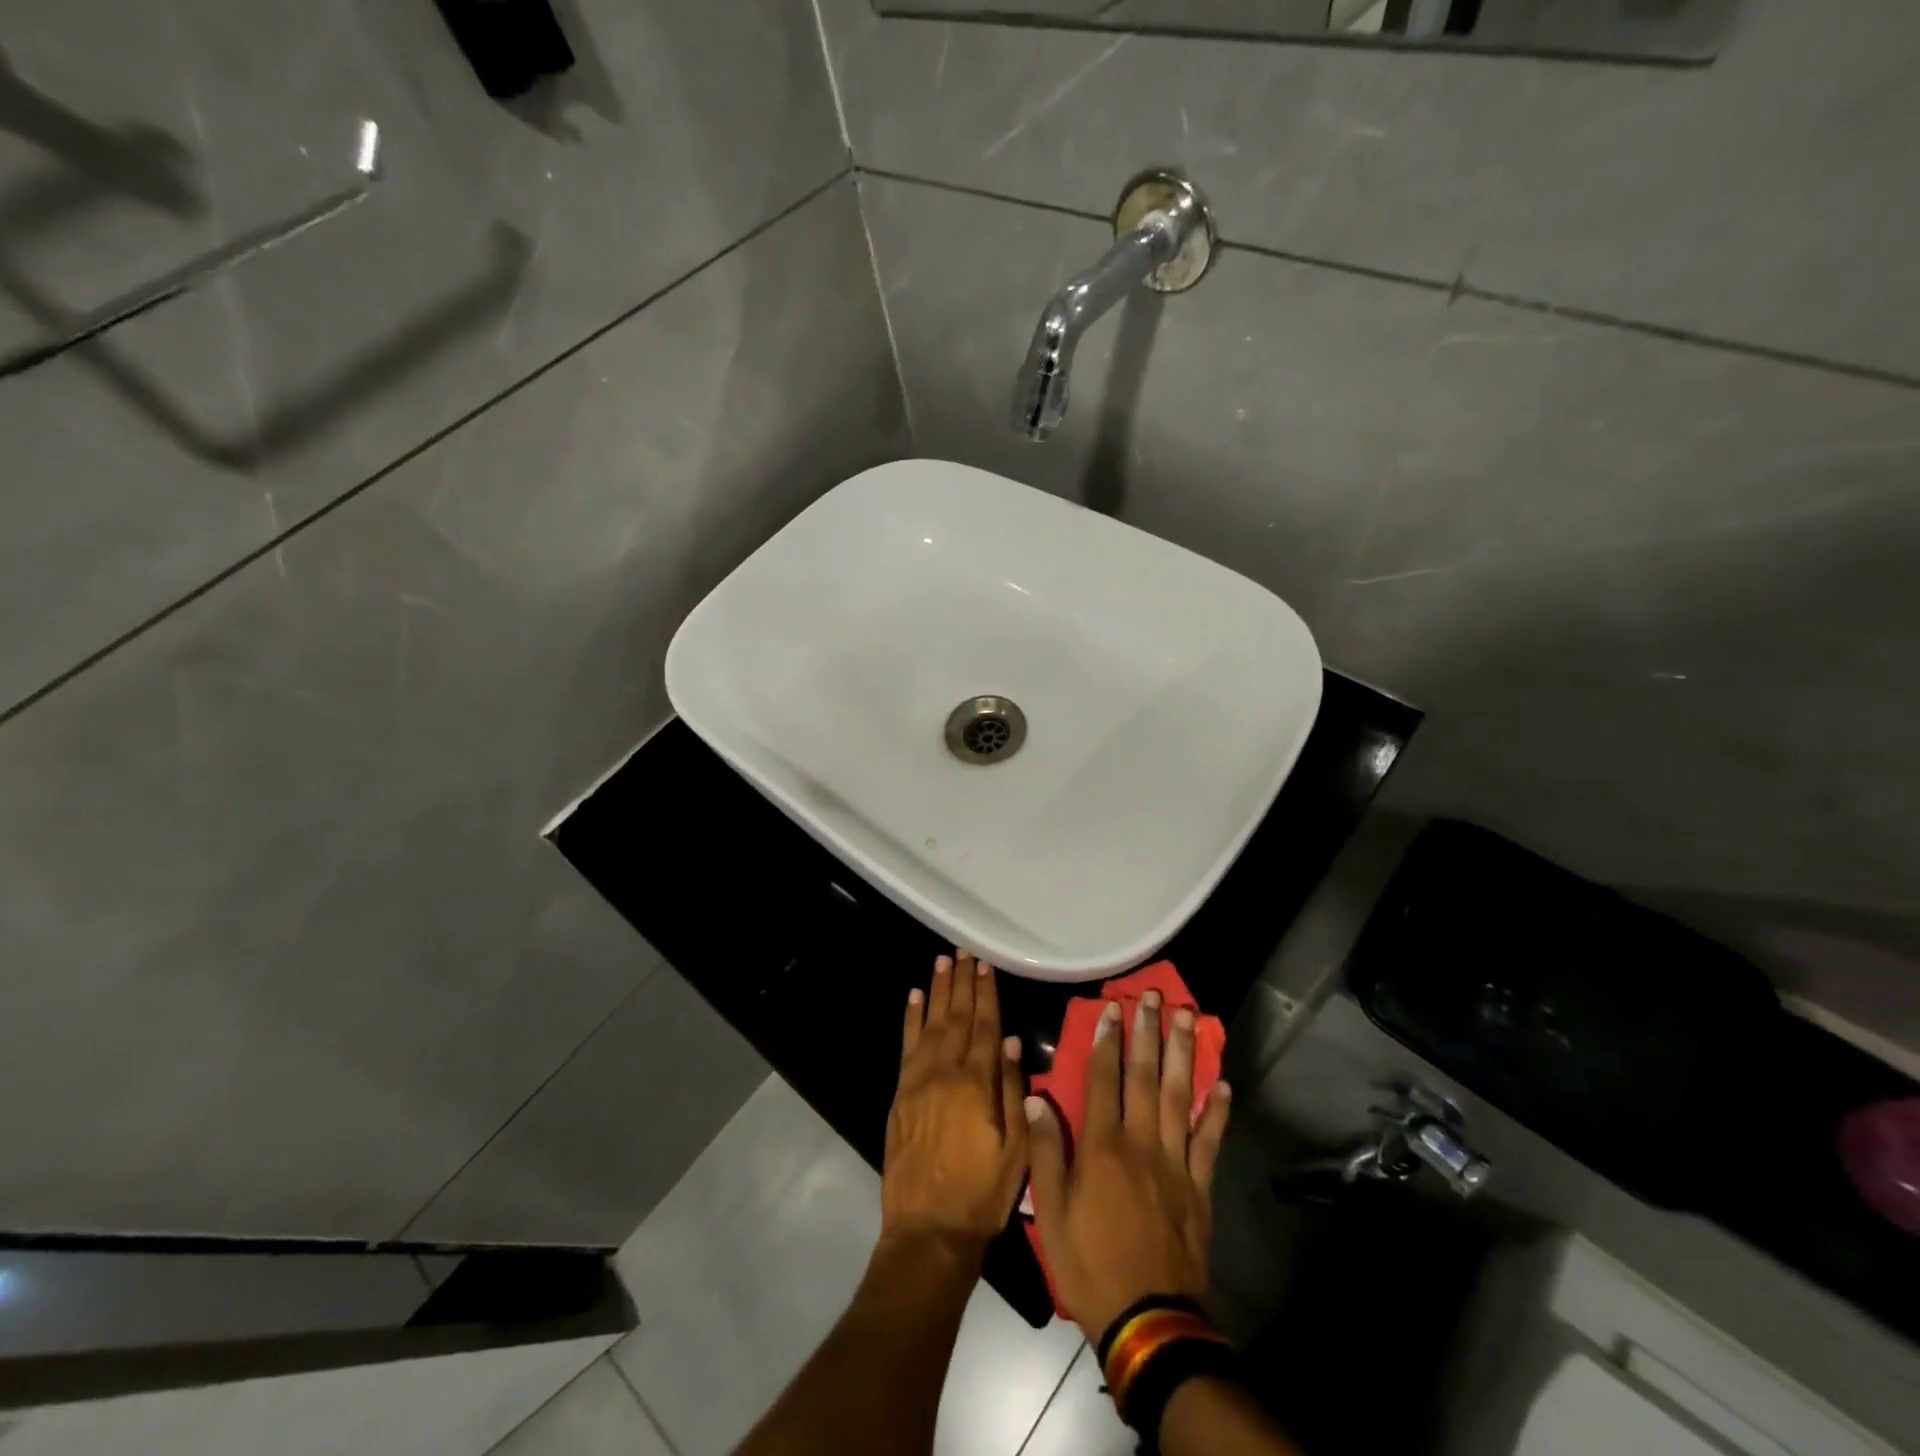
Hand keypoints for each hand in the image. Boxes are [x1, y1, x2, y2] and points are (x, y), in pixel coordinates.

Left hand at [882, 950, 1028, 1258]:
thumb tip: (1012, 1041)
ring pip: (930, 1024)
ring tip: (942, 962)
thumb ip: (1014, 1091)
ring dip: (938, 991)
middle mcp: (945, 1072)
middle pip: (956, 1017)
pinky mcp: (901, 1094)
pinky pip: (906, 1046)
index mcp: (976, 1084)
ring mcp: (918, 1081)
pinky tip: (914, 998)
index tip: (986, 965)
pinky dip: (910, 1019)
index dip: (986, 993)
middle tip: (964, 952)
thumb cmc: (982, 1194)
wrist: (928, 1230)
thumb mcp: (1017, 1150)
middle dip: (962, 983)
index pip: (984, 1026)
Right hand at [1026, 992, 1230, 1340]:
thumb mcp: (1050, 1213)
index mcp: (1102, 1148)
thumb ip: (1044, 1152)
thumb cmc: (1089, 1264)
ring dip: (1184, 1054)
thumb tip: (1036, 1099)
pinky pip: (1210, 1141)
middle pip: (1145, 1078)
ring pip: (1180, 1097)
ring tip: (1188, 1017)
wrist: (1147, 1320)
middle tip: (1154, 996)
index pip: (1104, 1081)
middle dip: (1149, 1032)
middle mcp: (1141, 1144)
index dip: (1107, 1042)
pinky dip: (1217, 1111)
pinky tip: (1223, 1082)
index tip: (1113, 1008)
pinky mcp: (1199, 1187)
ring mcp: (1175, 1164)